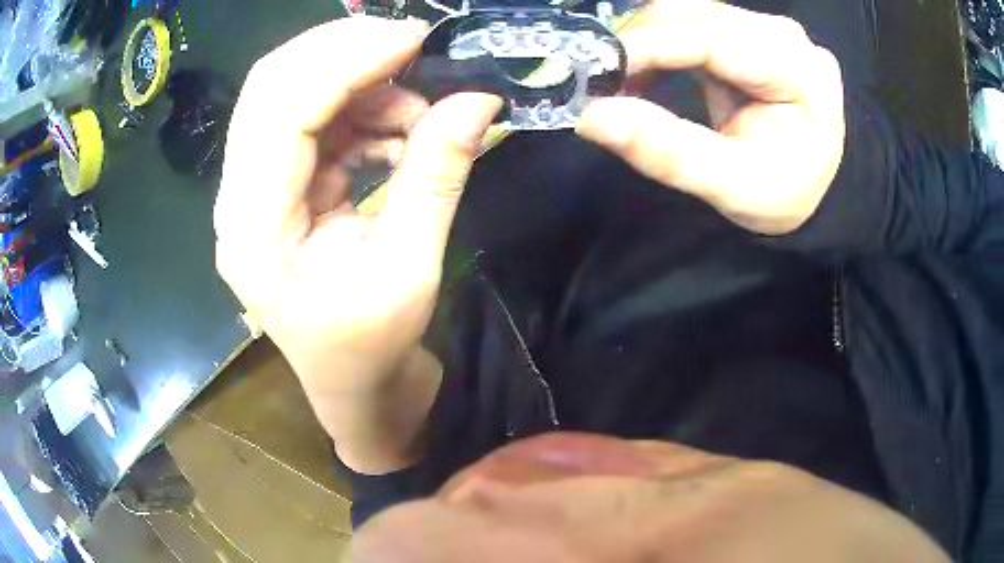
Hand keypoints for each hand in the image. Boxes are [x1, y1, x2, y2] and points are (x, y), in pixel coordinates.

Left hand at [214, 17, 500, 442]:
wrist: (353, 387)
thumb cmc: (371, 351)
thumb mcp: (409, 271)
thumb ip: (436, 178)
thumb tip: (478, 100)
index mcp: (253, 232)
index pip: (283, 113)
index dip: (347, 63)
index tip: (415, 39)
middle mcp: (237, 201)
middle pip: (270, 88)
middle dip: (341, 51)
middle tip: (411, 45)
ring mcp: (252, 192)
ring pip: (291, 97)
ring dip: (358, 86)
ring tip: (419, 112)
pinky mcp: (277, 189)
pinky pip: (312, 125)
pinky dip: (359, 113)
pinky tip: (400, 135)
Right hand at [577, 0, 844, 234]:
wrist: (806, 190)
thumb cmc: (779, 193)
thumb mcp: (729, 186)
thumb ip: (666, 151)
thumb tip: (590, 115)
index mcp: (796, 70)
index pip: (713, 38)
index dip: (647, 46)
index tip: (591, 69)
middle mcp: (782, 35)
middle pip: (693, 15)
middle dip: (638, 43)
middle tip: (598, 83)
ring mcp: (765, 28)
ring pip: (684, 12)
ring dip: (642, 42)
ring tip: (619, 83)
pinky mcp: (747, 31)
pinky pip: (689, 22)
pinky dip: (656, 43)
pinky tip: (641, 71)